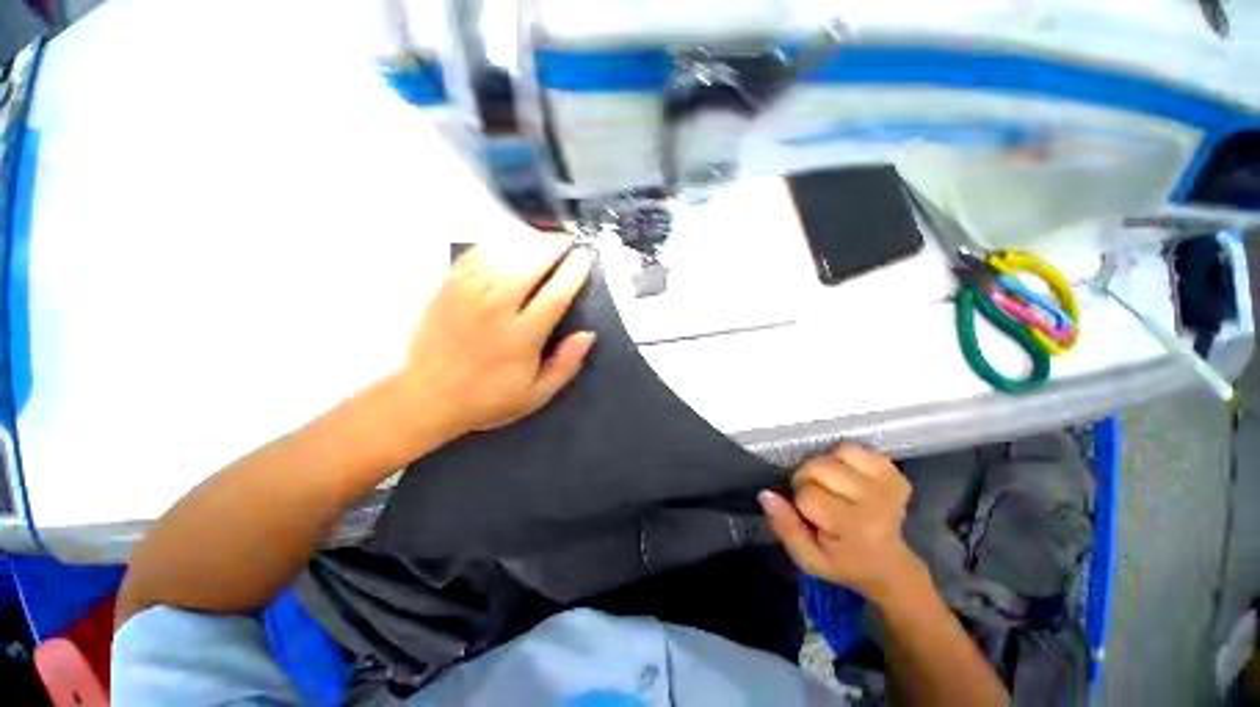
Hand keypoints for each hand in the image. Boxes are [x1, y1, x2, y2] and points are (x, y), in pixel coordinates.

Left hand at [394, 235, 595, 448]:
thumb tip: (588, 335)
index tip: (585, 257)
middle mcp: (496, 309)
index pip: (555, 294)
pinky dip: (495, 243)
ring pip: (502, 253)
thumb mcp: (536, 395)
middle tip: (568, 240)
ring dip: (528, 240)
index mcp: (521, 337)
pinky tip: (508, 241)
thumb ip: (565, 365)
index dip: (574, 272)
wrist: (428, 398)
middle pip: (529, 264)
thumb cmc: (489, 398)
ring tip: (545, 236)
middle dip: (553, 246)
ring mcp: (468, 295)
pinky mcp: (448, 288)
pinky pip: (474, 254)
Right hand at [760, 445, 926, 606]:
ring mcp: (887, 484)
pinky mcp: (893, 472)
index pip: (808, 494)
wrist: (890, 565)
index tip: (810, 517)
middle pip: (819, 468)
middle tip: (816, 498)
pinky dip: (843, 457)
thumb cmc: (844, 563)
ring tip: (830, 485)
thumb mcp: (808, 558)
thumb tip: (766, 494)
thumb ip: (784, 528)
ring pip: (836, 454)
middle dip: (807, 479)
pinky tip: (847, 476)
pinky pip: (855, 449)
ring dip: (824, 466)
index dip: (800, 502)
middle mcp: (875, 502)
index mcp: (855, 528)